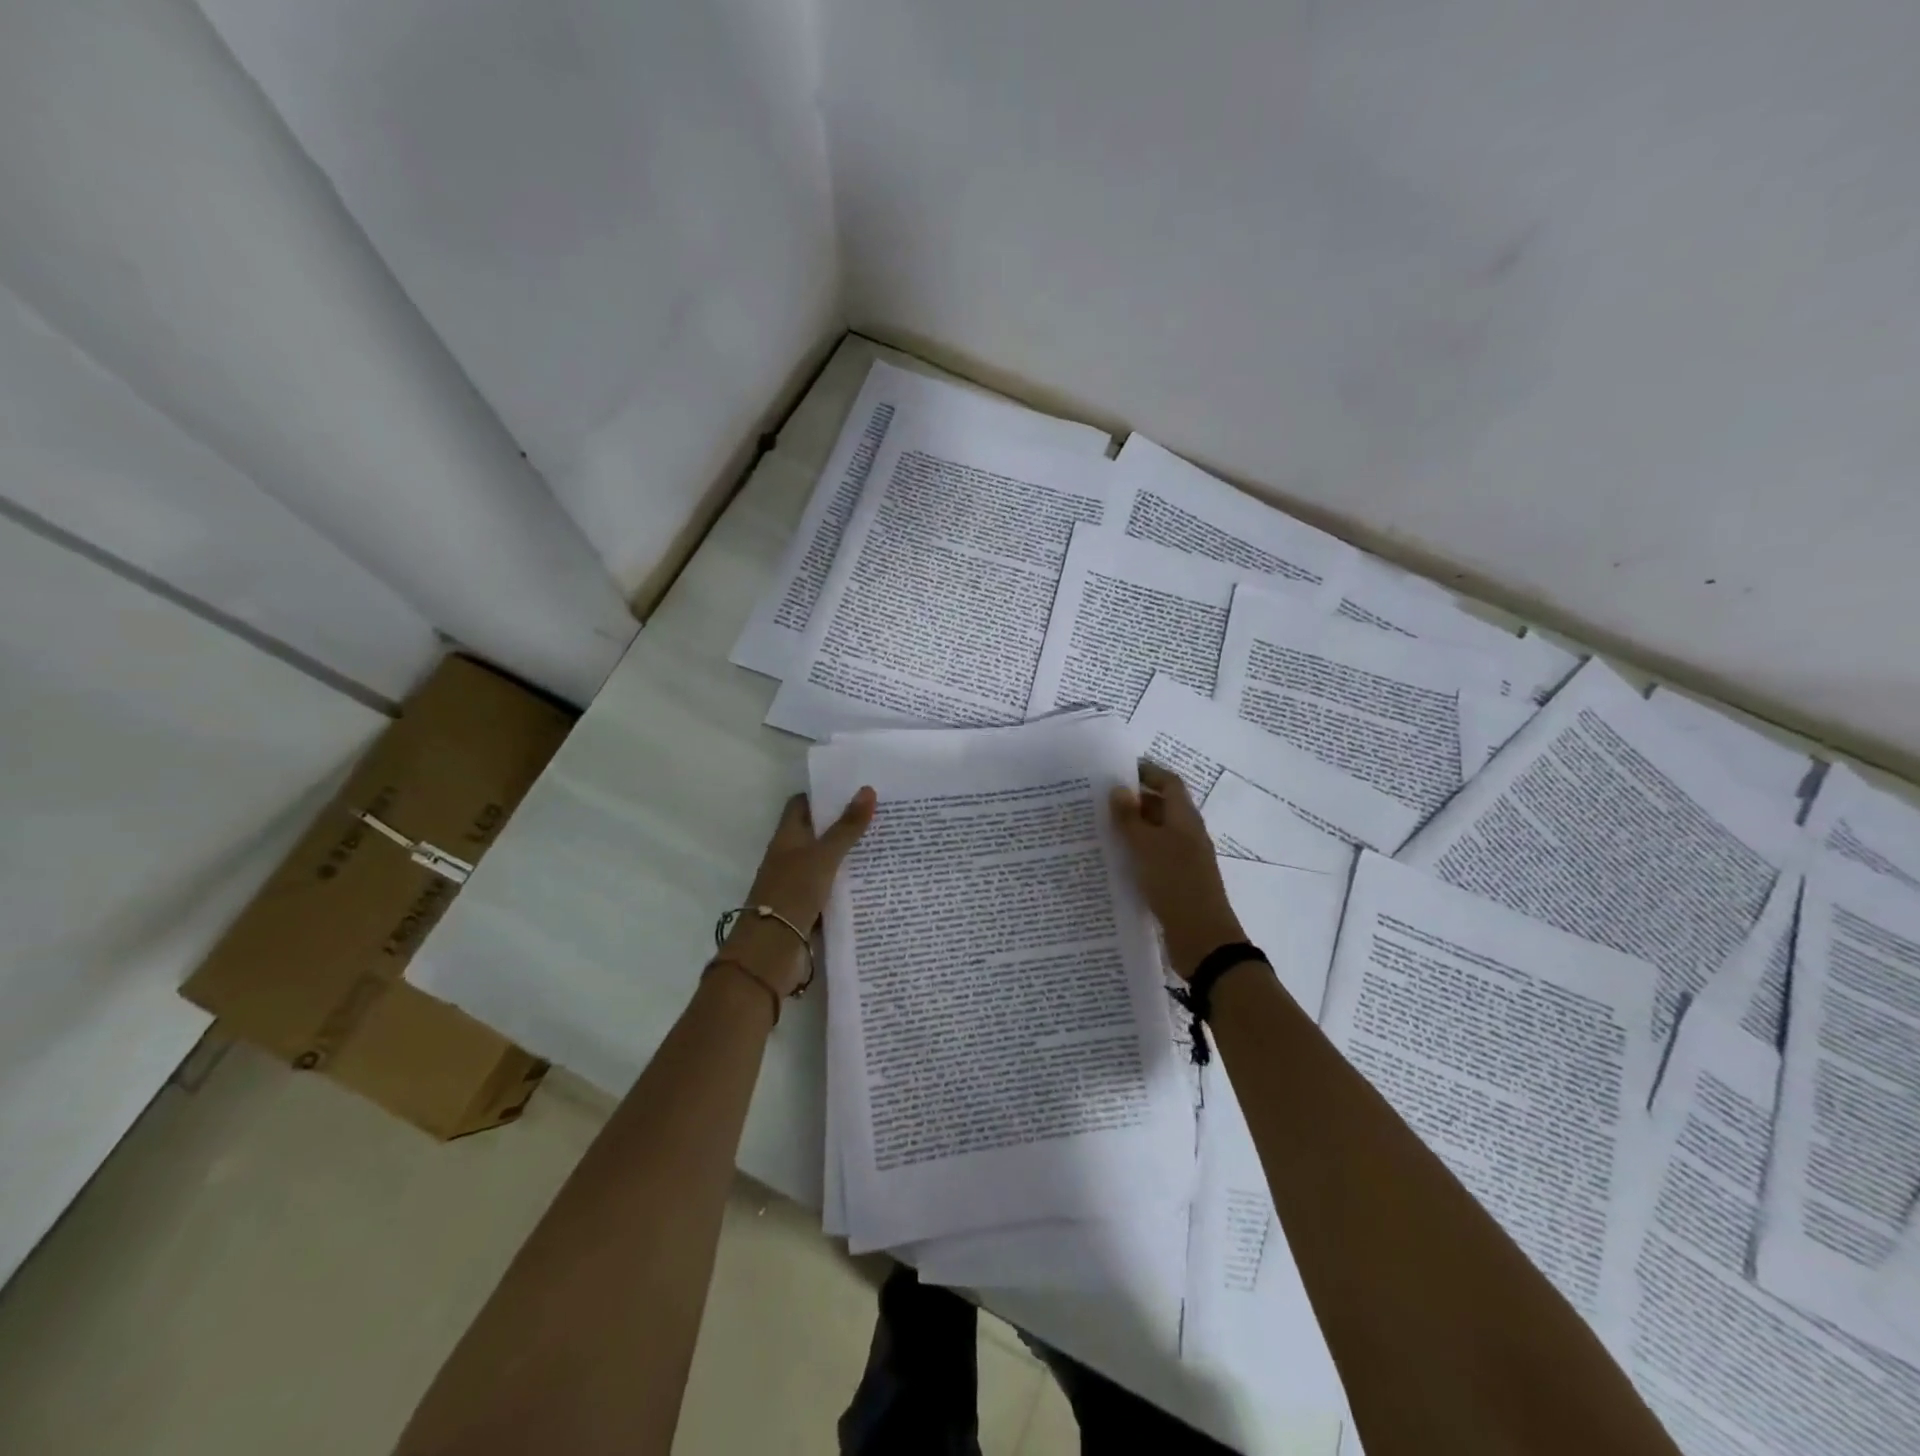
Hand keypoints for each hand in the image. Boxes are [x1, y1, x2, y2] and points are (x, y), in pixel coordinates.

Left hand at [722, 788, 876, 995]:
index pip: (802, 805)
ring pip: (827, 862)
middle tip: (881, 813)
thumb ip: (847, 827)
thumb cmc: (793, 893)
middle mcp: (790, 856)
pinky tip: (875, 880)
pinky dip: (849, 884)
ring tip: (886, 842)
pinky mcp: (809, 908)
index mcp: (787, 837)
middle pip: (818, 832)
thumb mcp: (824, 856)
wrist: (772, 950)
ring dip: (850, 854)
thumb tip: (867, 789)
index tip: (854, 789)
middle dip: (844, 823)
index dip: (824, 794)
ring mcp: (798, 883)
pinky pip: (832, 888)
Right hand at [1110, 762, 1244, 980]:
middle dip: (1134, 801)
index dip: (1148, 772)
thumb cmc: (1175, 884)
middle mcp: (1187, 835)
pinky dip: (1136, 853)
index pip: (1169, 783)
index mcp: (1185, 819)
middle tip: (1099, 800)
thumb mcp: (1146, 847)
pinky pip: (1154, 857)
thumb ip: (1130, 818)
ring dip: (1132, 828)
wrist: (1202, 939)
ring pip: (1156, 834)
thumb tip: (1119, 789)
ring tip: (1099, 828)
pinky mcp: (1177, 882)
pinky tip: (1113, 860)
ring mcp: (1184, 860)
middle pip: (1162, 807)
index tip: (1119, 770)